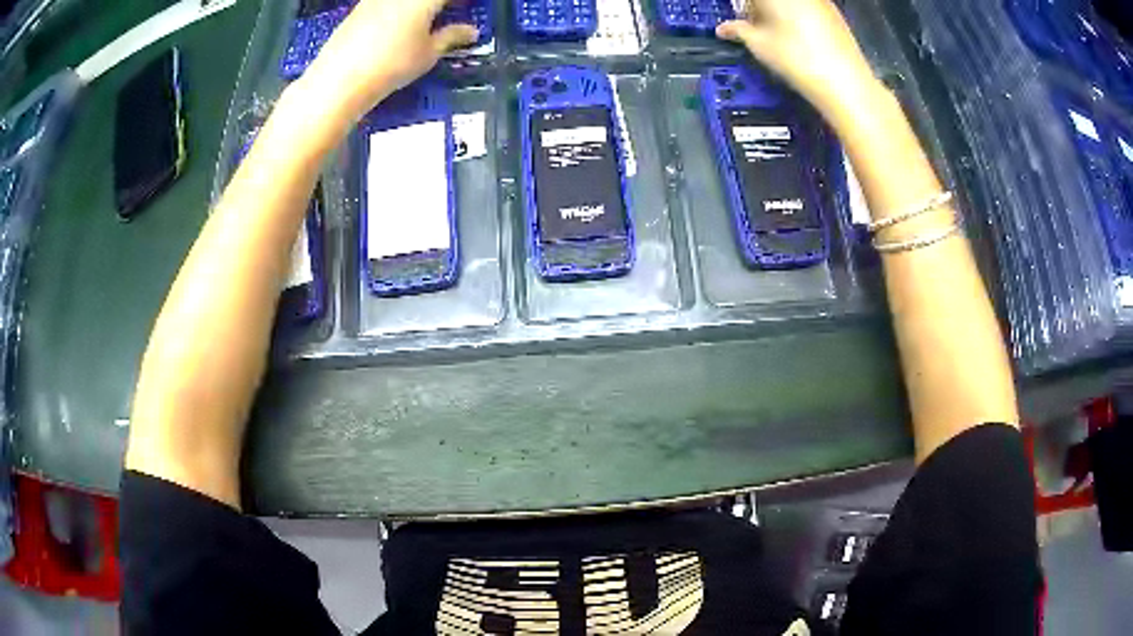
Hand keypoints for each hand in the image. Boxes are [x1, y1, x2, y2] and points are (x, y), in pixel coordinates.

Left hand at [304, 0, 477, 120]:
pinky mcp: (359, 7)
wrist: (340, 79)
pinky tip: (398, 24)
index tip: (468, 7)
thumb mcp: (428, 54)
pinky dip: (397, 9)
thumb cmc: (391, 65)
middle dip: (437, 5)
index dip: (461, 2)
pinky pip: (385, 4)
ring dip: (416, 6)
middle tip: (448, 12)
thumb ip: (451, 37)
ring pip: (403, 0)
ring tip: (425, 18)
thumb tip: (470, 32)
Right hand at [717, 0, 879, 116]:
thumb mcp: (759, 45)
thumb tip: (723, 29)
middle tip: (754, 27)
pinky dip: (798, 17)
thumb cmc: (795, 58)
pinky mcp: (835, 13)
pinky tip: (800, 39)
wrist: (845, 82)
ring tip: (777, 35)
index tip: (741, 21)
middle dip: (760, 8)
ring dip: (779, 12)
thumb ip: (738, 30)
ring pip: (792, 4)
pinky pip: (809, 8)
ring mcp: (819, 1)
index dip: (744, 8)